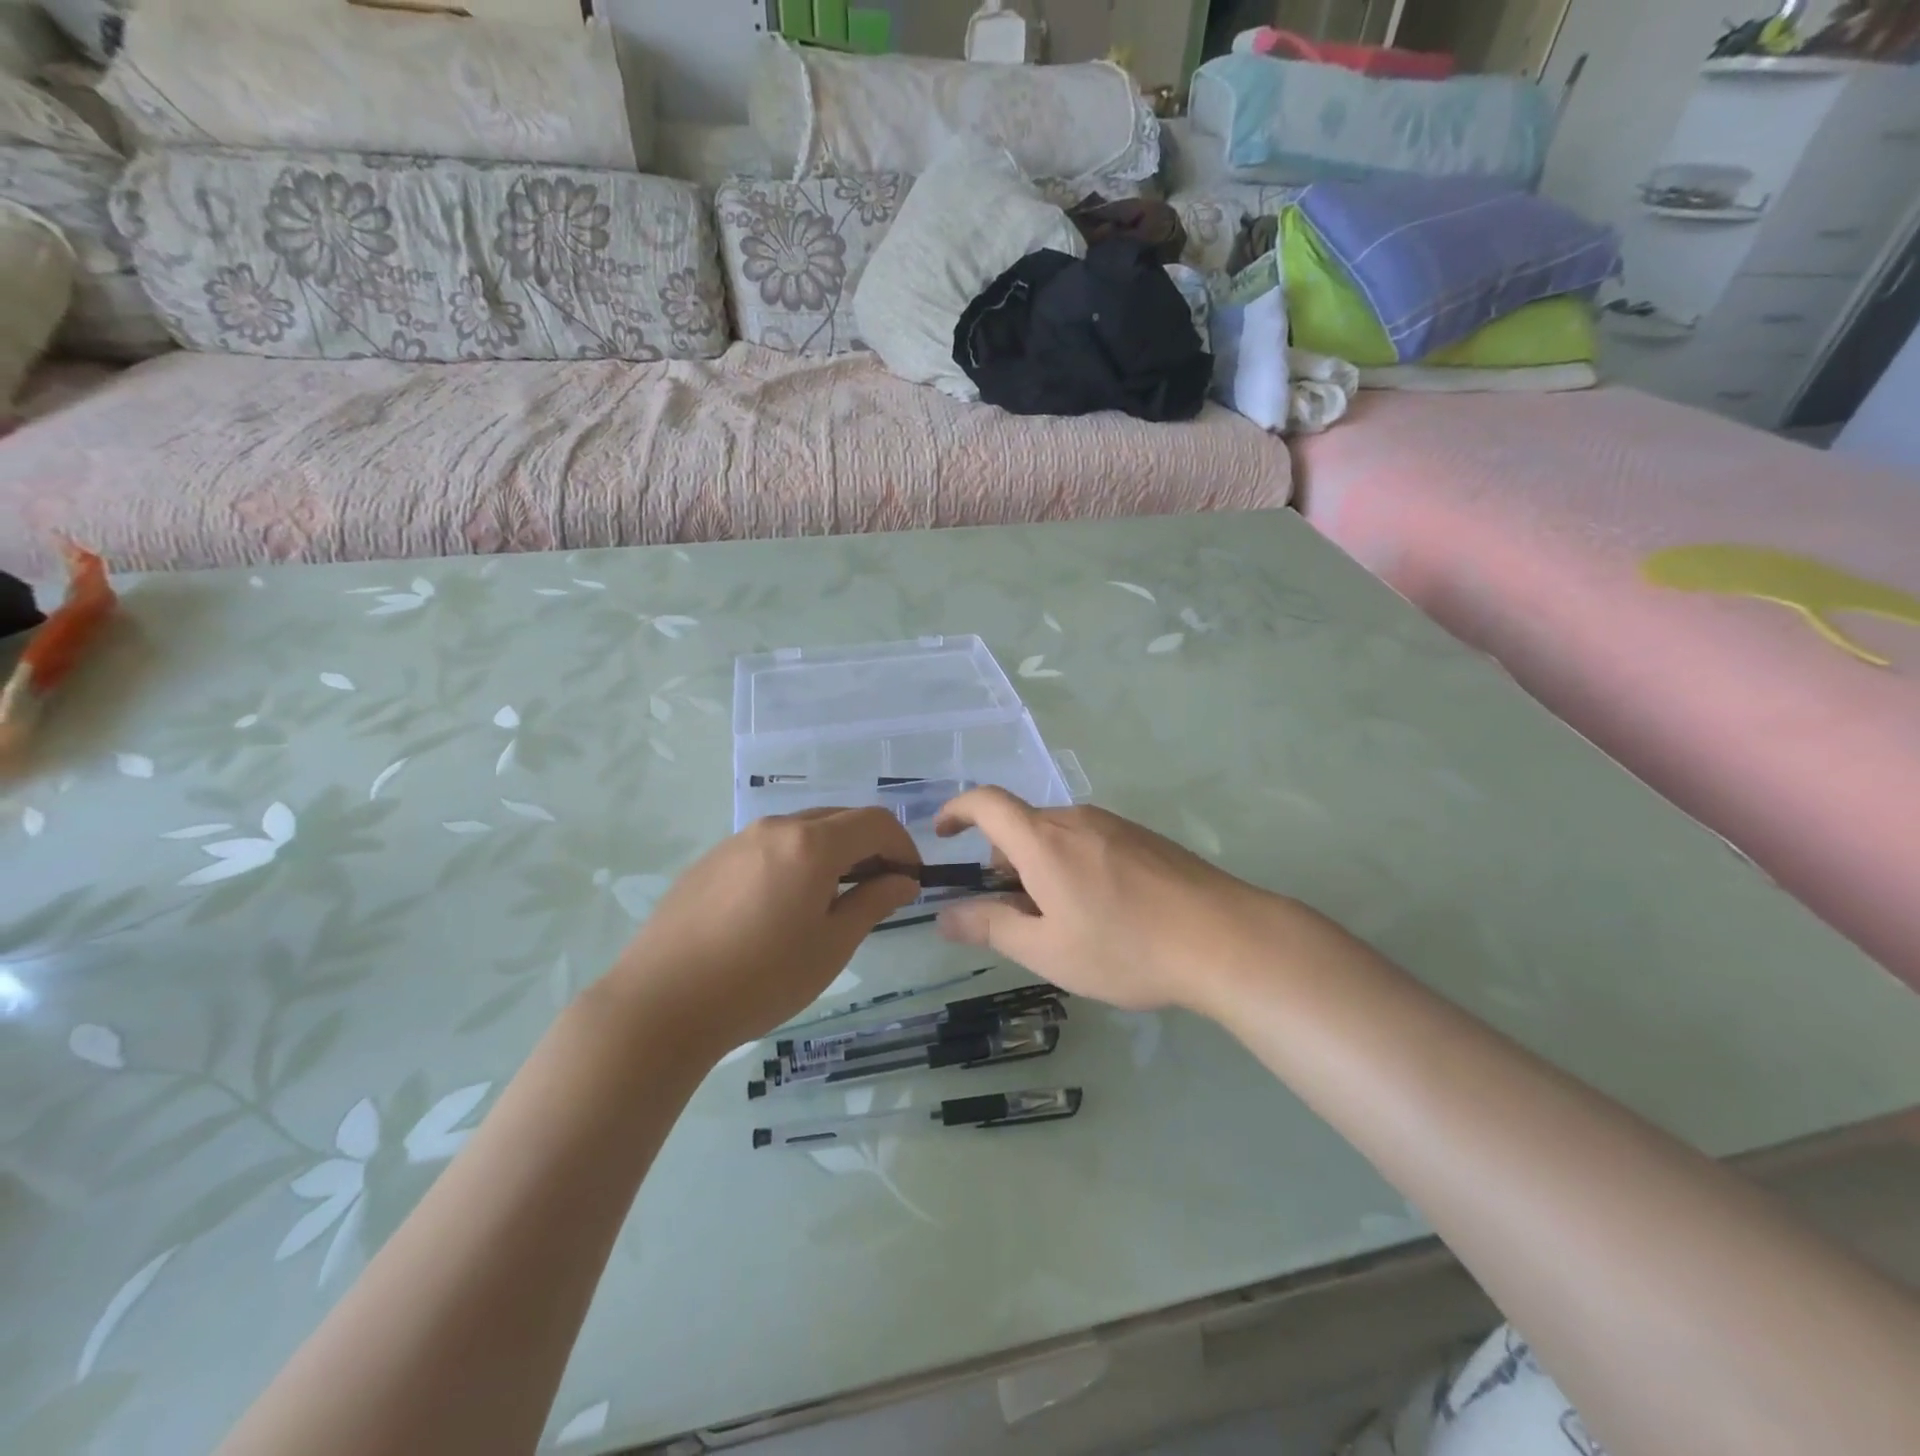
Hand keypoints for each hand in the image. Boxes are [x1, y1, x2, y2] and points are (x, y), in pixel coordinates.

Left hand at [608, 809, 921, 1057]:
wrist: (660, 1004)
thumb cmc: (760, 979)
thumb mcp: (831, 946)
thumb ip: (873, 903)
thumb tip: (903, 881)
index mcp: (811, 844)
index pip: (875, 822)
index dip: (903, 846)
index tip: (910, 881)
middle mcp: (775, 828)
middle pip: (839, 819)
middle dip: (869, 847)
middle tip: (878, 890)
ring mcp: (738, 840)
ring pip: (802, 831)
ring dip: (832, 853)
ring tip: (831, 901)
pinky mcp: (712, 859)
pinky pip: (769, 846)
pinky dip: (795, 861)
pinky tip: (782, 906)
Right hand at [933, 788, 1288, 1012]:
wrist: (1225, 938)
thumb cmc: (1125, 947)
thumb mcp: (1048, 950)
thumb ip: (991, 927)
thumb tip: (944, 915)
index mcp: (1044, 840)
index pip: (986, 803)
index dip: (957, 811)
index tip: (942, 834)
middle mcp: (1076, 819)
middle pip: (1022, 825)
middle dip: (1003, 859)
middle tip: (1013, 912)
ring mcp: (1115, 825)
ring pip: (1058, 835)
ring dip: (1040, 865)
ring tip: (1062, 919)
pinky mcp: (1144, 838)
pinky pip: (1090, 840)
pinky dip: (1073, 864)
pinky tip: (1104, 910)